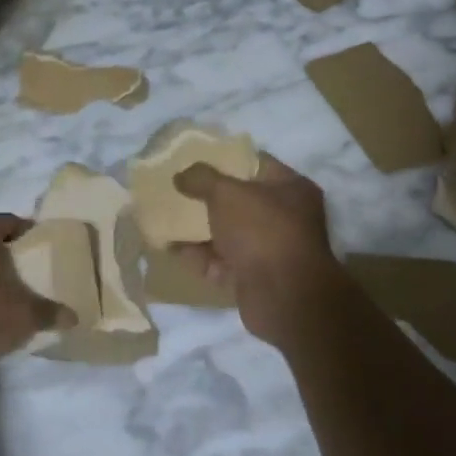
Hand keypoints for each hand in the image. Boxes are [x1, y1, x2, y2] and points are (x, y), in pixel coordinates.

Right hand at [173, 155, 347, 346]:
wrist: (283, 297)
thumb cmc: (261, 231)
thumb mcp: (226, 193)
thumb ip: (201, 178)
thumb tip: (181, 175)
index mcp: (290, 188)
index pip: (256, 164)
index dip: (225, 159)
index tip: (195, 158)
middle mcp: (285, 217)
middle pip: (239, 201)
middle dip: (207, 197)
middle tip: (177, 189)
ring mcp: (270, 250)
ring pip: (228, 233)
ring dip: (199, 229)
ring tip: (165, 219)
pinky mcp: (254, 278)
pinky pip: (222, 262)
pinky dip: (200, 257)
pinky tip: (171, 249)